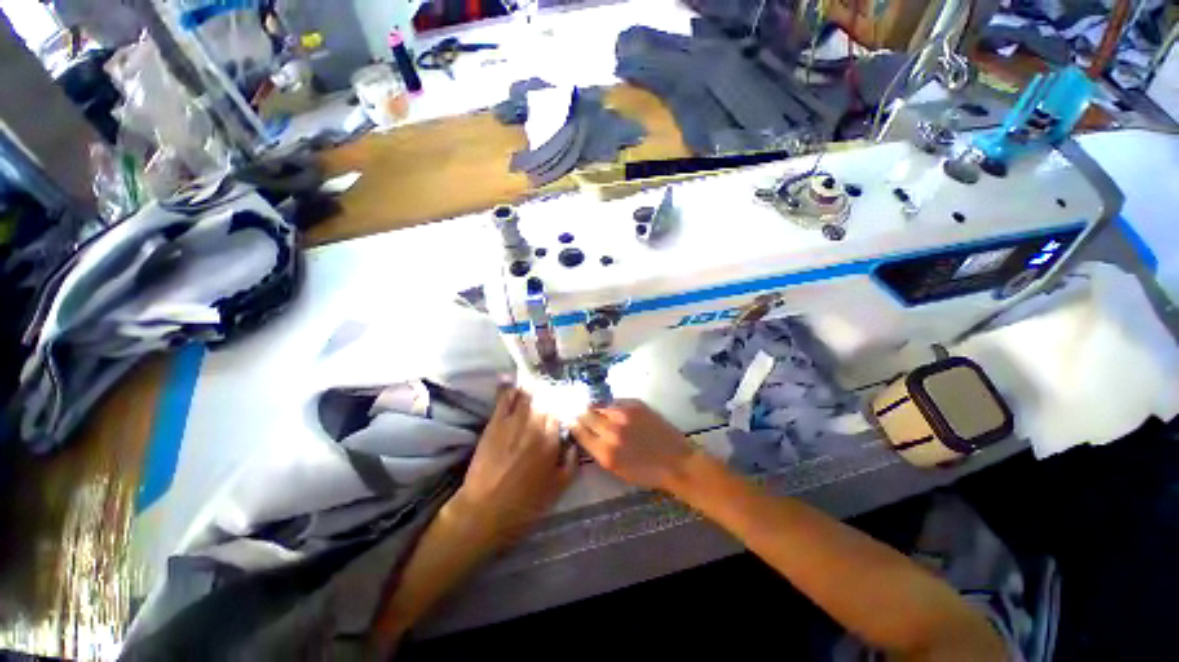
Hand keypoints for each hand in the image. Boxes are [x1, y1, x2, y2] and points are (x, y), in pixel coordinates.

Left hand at [452, 388, 574, 548]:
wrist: (484, 511)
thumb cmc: (525, 504)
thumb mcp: (558, 488)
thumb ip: (571, 462)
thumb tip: (574, 441)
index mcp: (551, 441)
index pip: (562, 412)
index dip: (566, 404)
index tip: (568, 400)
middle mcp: (534, 426)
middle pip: (546, 400)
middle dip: (551, 392)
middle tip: (554, 389)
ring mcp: (513, 422)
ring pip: (527, 396)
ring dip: (534, 387)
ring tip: (537, 381)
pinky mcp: (495, 424)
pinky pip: (504, 399)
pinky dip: (509, 388)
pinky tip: (513, 381)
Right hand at [571, 400, 695, 491]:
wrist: (676, 462)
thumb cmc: (646, 472)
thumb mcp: (616, 469)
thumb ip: (598, 451)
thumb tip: (585, 433)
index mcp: (605, 452)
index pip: (580, 432)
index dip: (573, 424)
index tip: (569, 419)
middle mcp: (611, 431)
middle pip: (586, 415)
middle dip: (580, 412)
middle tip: (576, 410)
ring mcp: (624, 414)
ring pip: (600, 405)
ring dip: (594, 407)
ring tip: (593, 408)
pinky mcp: (635, 404)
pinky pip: (615, 401)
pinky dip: (610, 405)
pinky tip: (611, 408)